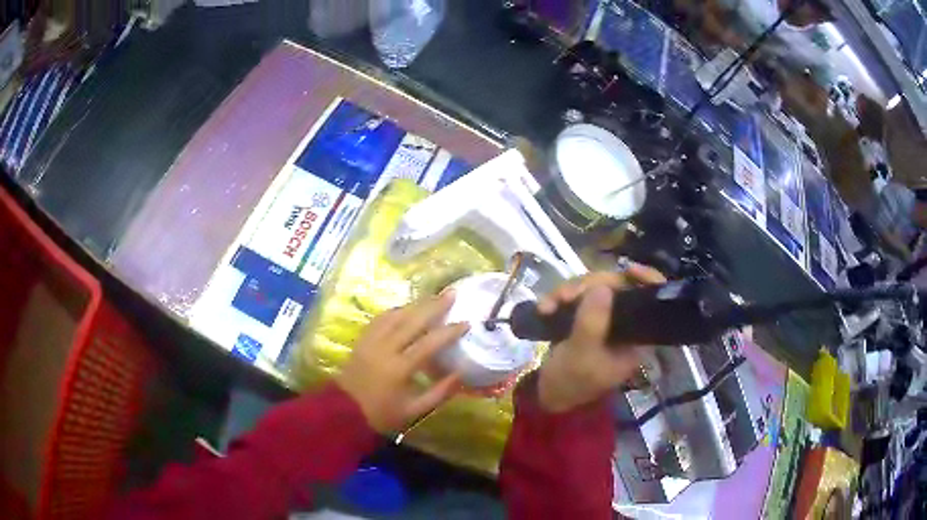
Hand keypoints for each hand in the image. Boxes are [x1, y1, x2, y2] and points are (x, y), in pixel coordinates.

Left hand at [336, 291, 467, 432]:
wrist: (345, 411)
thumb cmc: (382, 413)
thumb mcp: (414, 410)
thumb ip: (439, 393)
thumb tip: (460, 374)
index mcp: (399, 368)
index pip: (428, 344)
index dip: (449, 332)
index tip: (466, 323)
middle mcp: (385, 349)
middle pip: (412, 321)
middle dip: (434, 306)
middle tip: (452, 294)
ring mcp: (371, 341)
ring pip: (396, 315)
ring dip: (416, 304)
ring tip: (434, 296)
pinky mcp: (363, 339)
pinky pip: (381, 318)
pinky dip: (397, 310)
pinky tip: (408, 307)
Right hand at [535, 264, 665, 412]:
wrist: (547, 394)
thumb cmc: (571, 381)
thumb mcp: (581, 355)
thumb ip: (593, 322)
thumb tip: (602, 287)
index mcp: (635, 335)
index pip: (651, 301)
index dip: (647, 279)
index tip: (628, 270)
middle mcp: (624, 323)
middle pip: (618, 286)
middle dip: (590, 286)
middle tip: (567, 296)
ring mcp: (604, 317)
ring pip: (595, 287)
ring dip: (569, 291)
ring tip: (549, 305)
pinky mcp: (585, 315)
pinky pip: (577, 295)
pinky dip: (560, 298)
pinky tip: (544, 308)